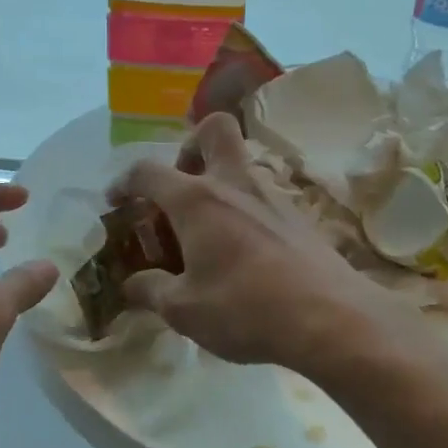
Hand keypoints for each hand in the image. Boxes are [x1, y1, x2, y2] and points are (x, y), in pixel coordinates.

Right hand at [111, 114, 402, 371]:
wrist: (330, 318)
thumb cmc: (244, 308)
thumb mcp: (184, 310)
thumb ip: (151, 292)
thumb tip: (133, 285)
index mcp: (196, 200)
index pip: (148, 171)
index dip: (125, 181)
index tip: (117, 201)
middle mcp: (234, 184)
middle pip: (214, 129)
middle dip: (190, 146)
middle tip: (181, 187)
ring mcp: (272, 196)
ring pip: (242, 165)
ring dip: (220, 184)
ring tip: (209, 232)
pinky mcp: (299, 217)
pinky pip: (263, 198)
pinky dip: (245, 212)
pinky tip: (244, 253)